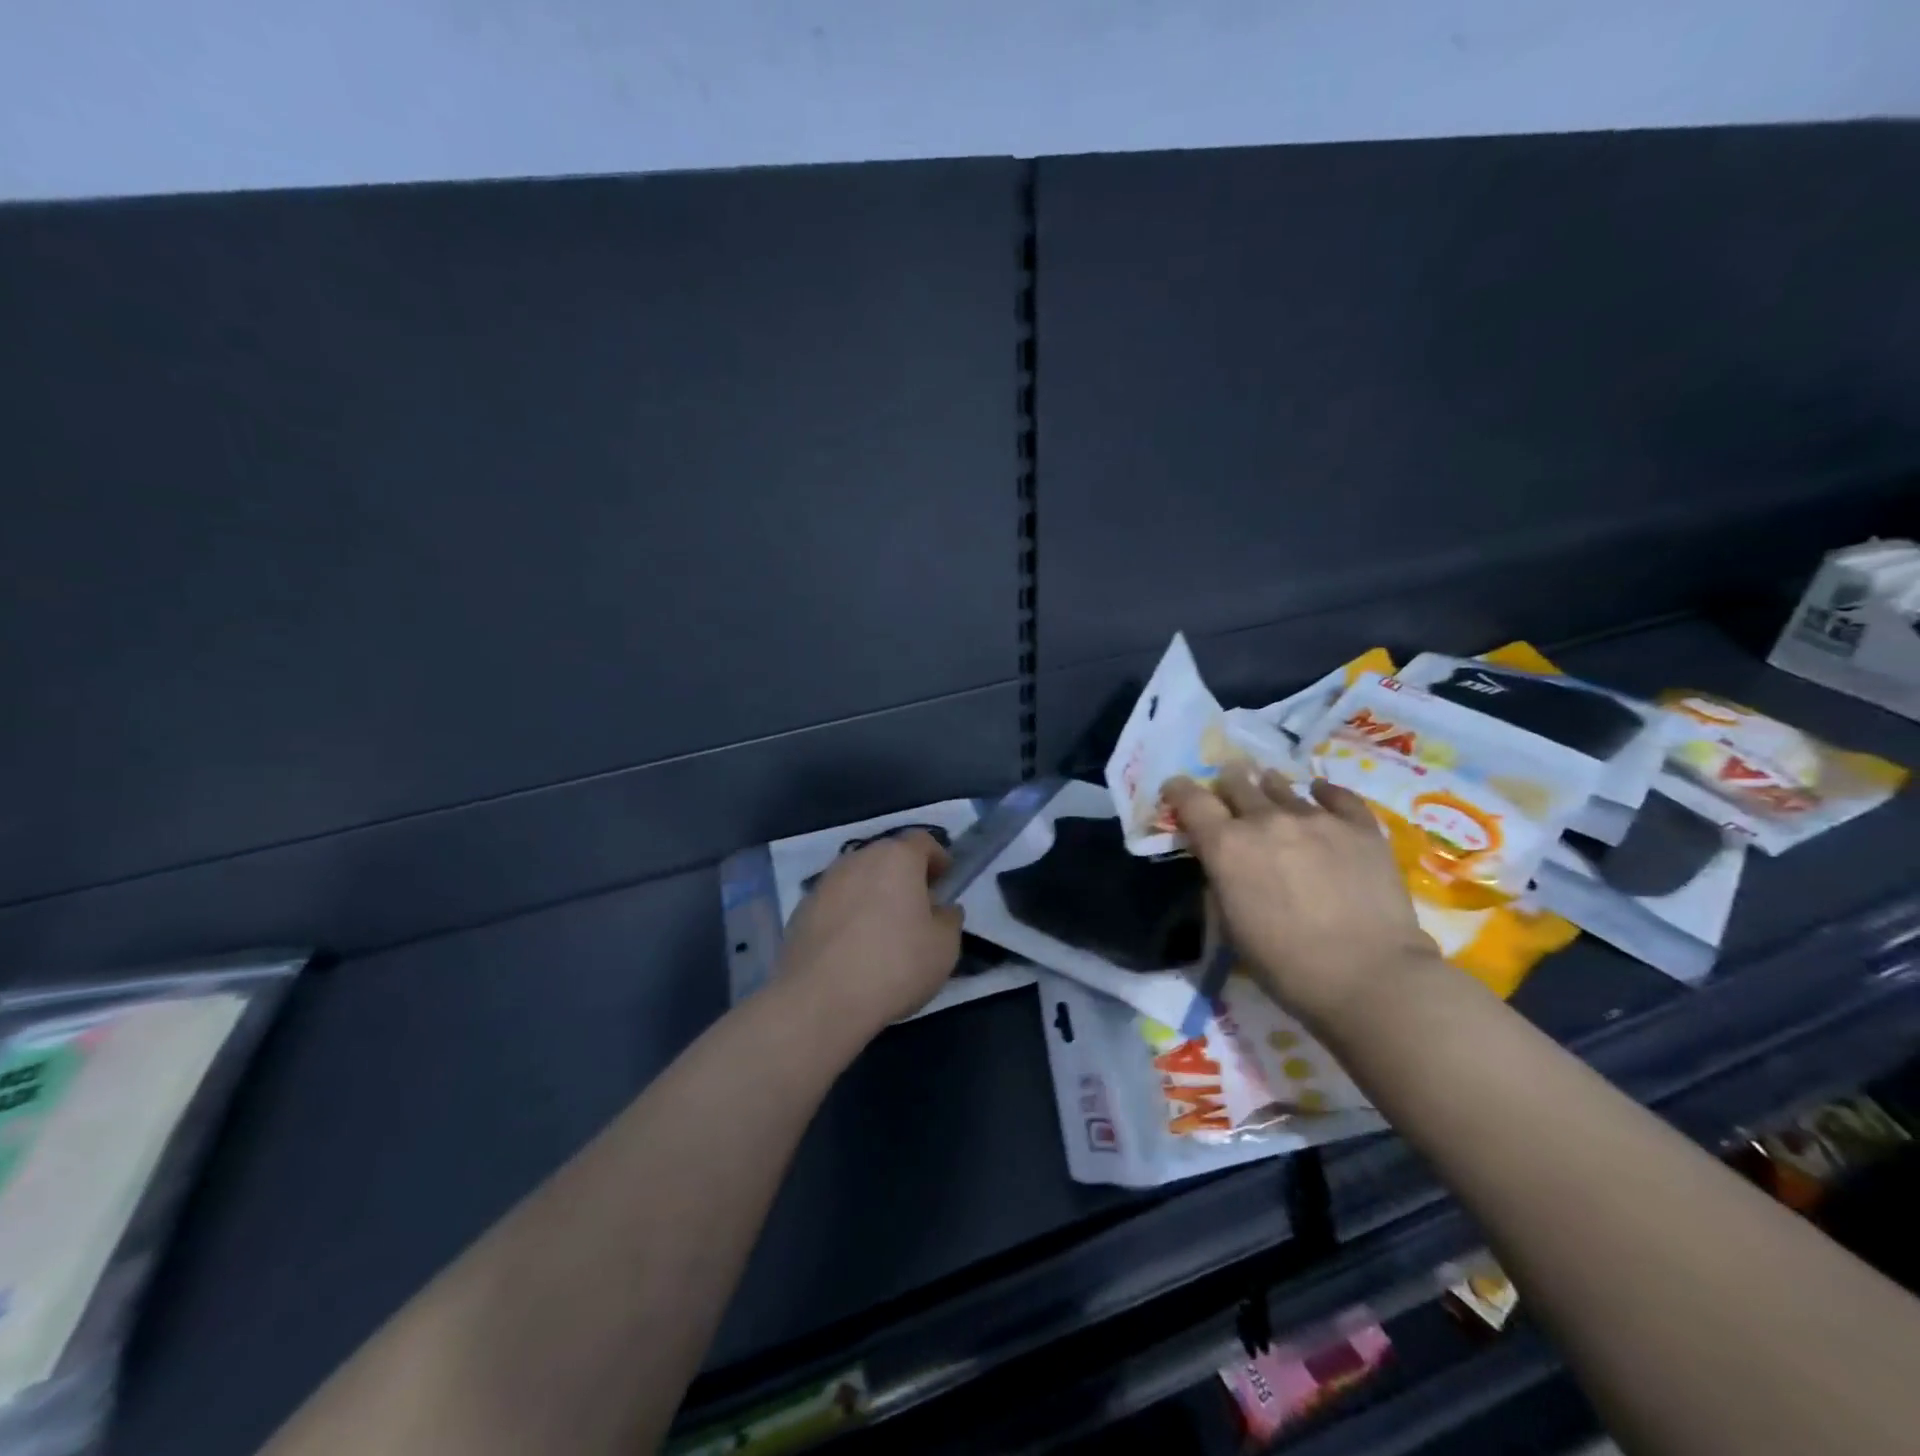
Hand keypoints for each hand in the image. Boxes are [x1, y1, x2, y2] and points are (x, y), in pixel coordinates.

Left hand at [778, 831, 963, 1032]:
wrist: (820, 999)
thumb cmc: (895, 965)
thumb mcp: (945, 947)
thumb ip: (949, 920)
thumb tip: (942, 910)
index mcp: (896, 858)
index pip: (922, 841)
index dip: (937, 858)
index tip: (945, 881)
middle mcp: (858, 859)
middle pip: (887, 857)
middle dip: (904, 876)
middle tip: (917, 908)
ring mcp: (824, 884)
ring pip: (858, 879)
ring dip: (873, 895)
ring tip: (883, 931)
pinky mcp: (801, 911)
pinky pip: (835, 904)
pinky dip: (847, 916)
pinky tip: (852, 950)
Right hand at [1164, 767, 1437, 1034]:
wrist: (1369, 976)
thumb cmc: (1286, 964)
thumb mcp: (1230, 925)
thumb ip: (1220, 880)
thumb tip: (1221, 860)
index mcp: (1226, 845)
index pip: (1190, 799)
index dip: (1179, 790)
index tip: (1176, 791)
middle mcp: (1266, 820)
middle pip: (1237, 783)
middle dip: (1227, 787)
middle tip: (1229, 795)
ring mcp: (1316, 818)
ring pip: (1281, 786)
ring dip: (1269, 789)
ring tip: (1270, 791)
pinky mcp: (1360, 827)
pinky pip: (1337, 796)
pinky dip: (1323, 794)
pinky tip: (1320, 794)